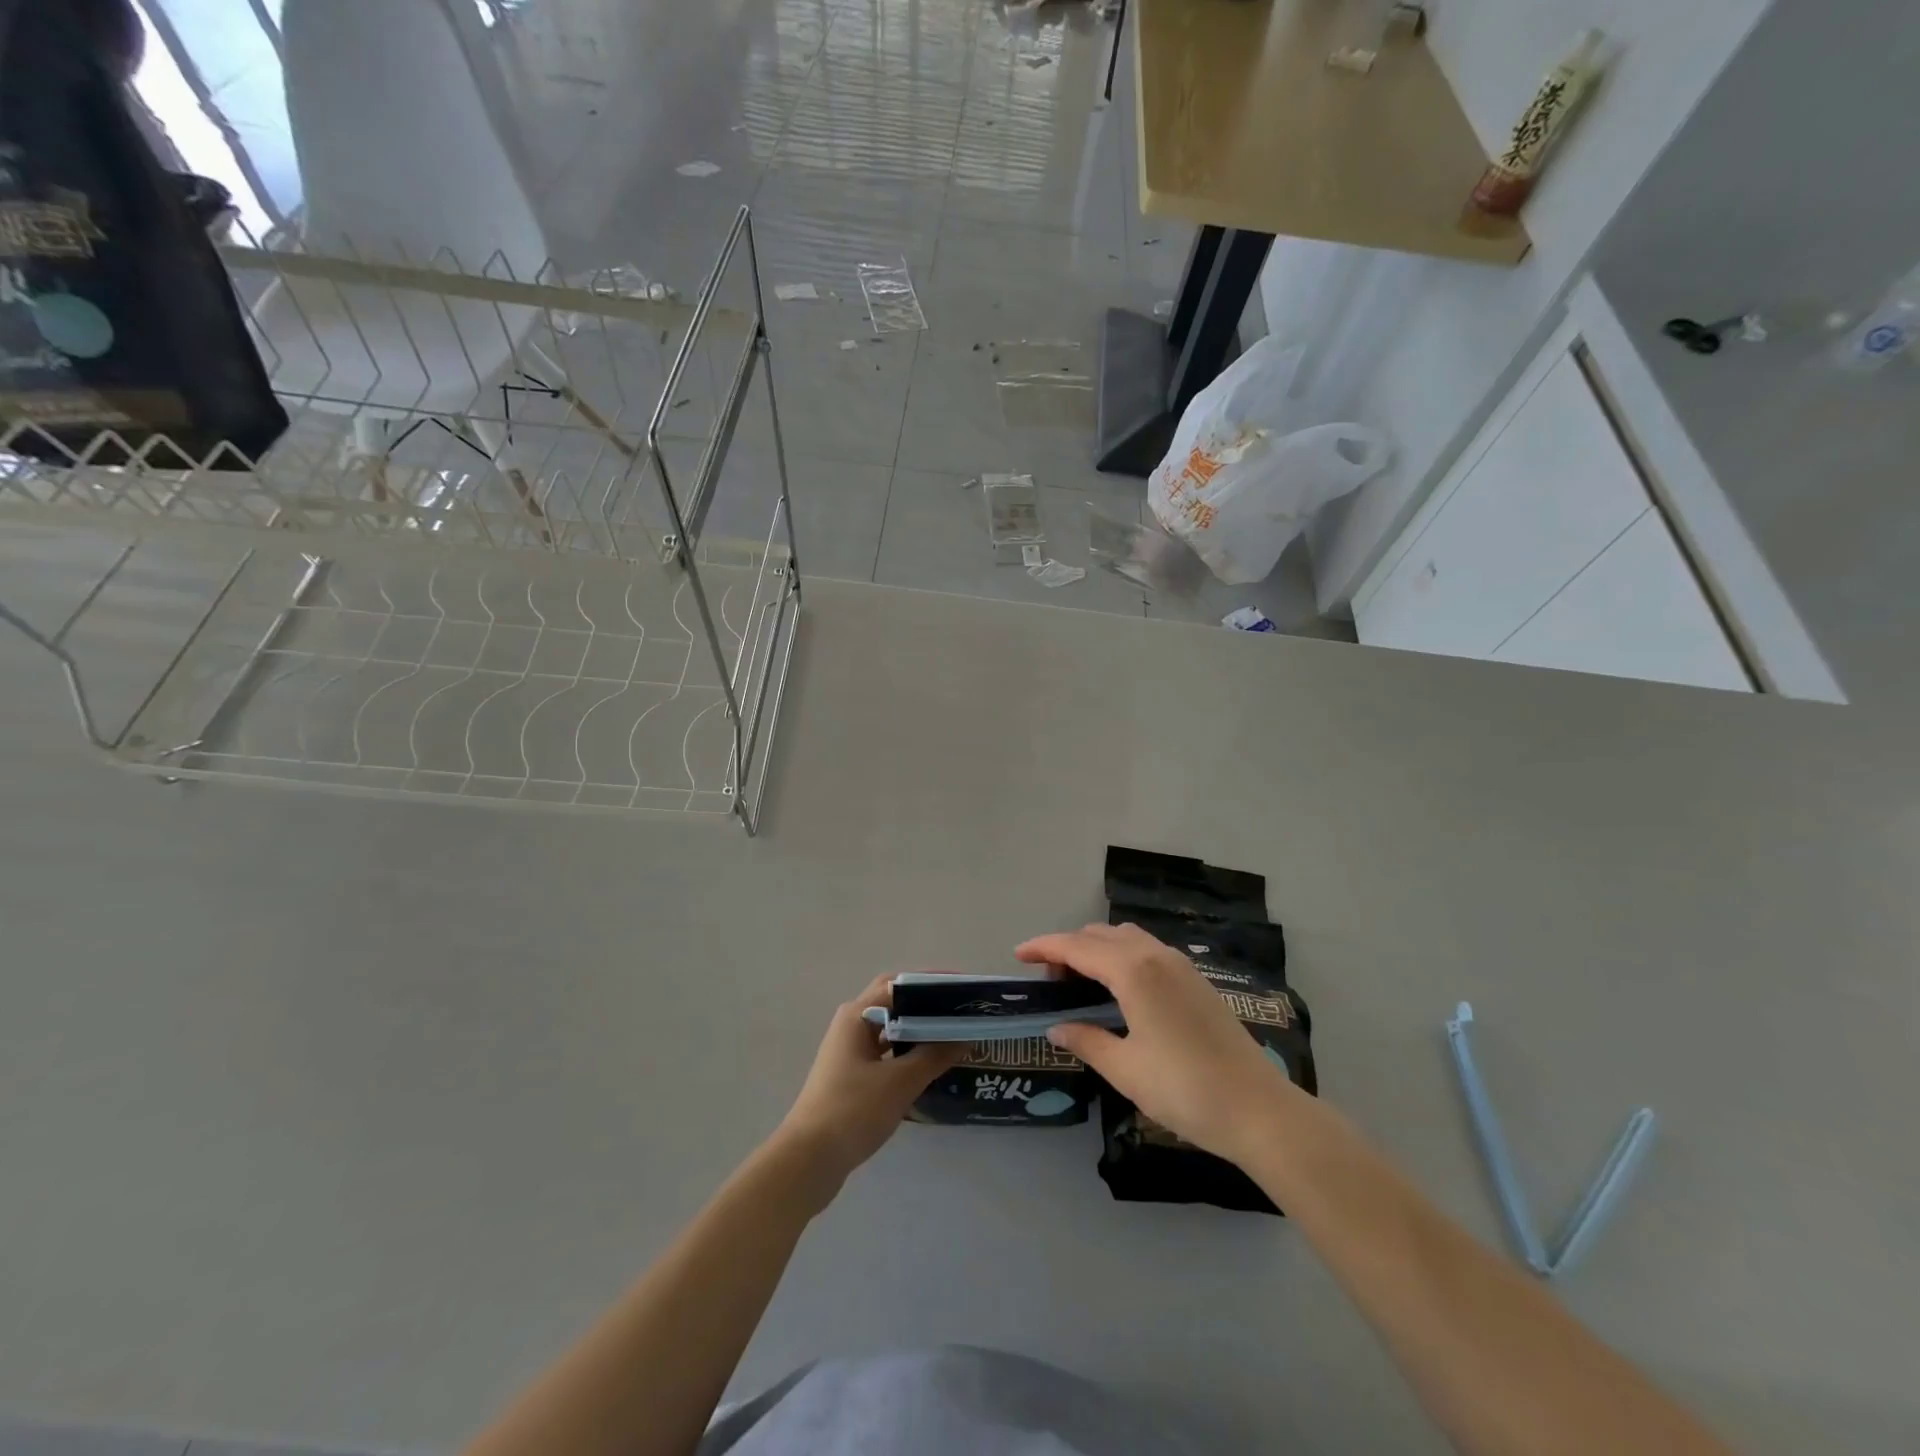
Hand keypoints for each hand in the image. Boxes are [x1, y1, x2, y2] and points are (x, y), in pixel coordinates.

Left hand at [774, 974, 964, 1198]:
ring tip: (952, 1035)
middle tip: (960, 1011)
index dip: (932, 983)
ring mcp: (849, 1051)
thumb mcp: (900, 1082)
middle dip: (926, 1004)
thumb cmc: (853, 1110)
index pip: (899, 984)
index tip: (963, 990)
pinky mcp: (851, 1075)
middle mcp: (851, 1024)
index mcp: (857, 1014)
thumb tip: (964, 1036)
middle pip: (895, 1003)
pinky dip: (907, 1052)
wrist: (809, 1159)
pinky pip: (886, 1052)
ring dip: (918, 1029)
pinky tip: (929, 1065)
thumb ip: (934, 1055)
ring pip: (890, 1029)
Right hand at [1017, 923, 1298, 1165]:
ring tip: (1082, 985)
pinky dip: (1122, 958)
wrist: (1258, 1109)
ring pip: (1127, 939)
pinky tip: (1120, 992)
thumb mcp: (1125, 1069)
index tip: (1018, 954)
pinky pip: (1147, 951)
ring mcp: (1180, 965)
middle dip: (1070, 949)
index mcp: (1133, 971)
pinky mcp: (1196, 980)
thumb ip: (1086, 1040)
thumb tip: (1056, 1026)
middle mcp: (1156, 956)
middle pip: (1101, 935)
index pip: (1077, 947)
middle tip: (1051, 982)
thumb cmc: (1185, 1089)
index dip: (1044, 947)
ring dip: (1098, 950)